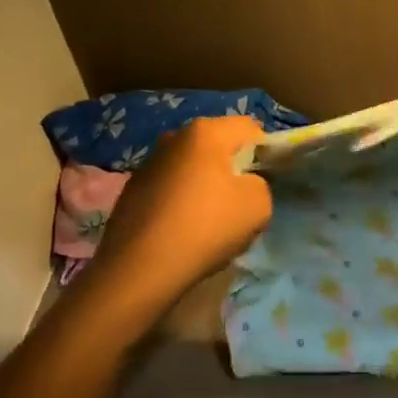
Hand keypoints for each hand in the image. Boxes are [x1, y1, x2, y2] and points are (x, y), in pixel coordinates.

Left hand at [88, 115, 273, 303]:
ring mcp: (148, 163)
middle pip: (219, 146)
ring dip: (205, 186)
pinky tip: (182, 231)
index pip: (250, 129)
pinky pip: (171, 188)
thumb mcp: (259, 206)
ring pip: (193, 168)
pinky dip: (181, 202)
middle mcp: (174, 137)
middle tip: (240, 204)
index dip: (265, 152)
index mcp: (206, 132)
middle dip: (233, 169)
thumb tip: (245, 184)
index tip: (265, 182)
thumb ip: (261, 184)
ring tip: (209, 222)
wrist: (139, 269)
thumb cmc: (205, 227)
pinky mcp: (132, 190)